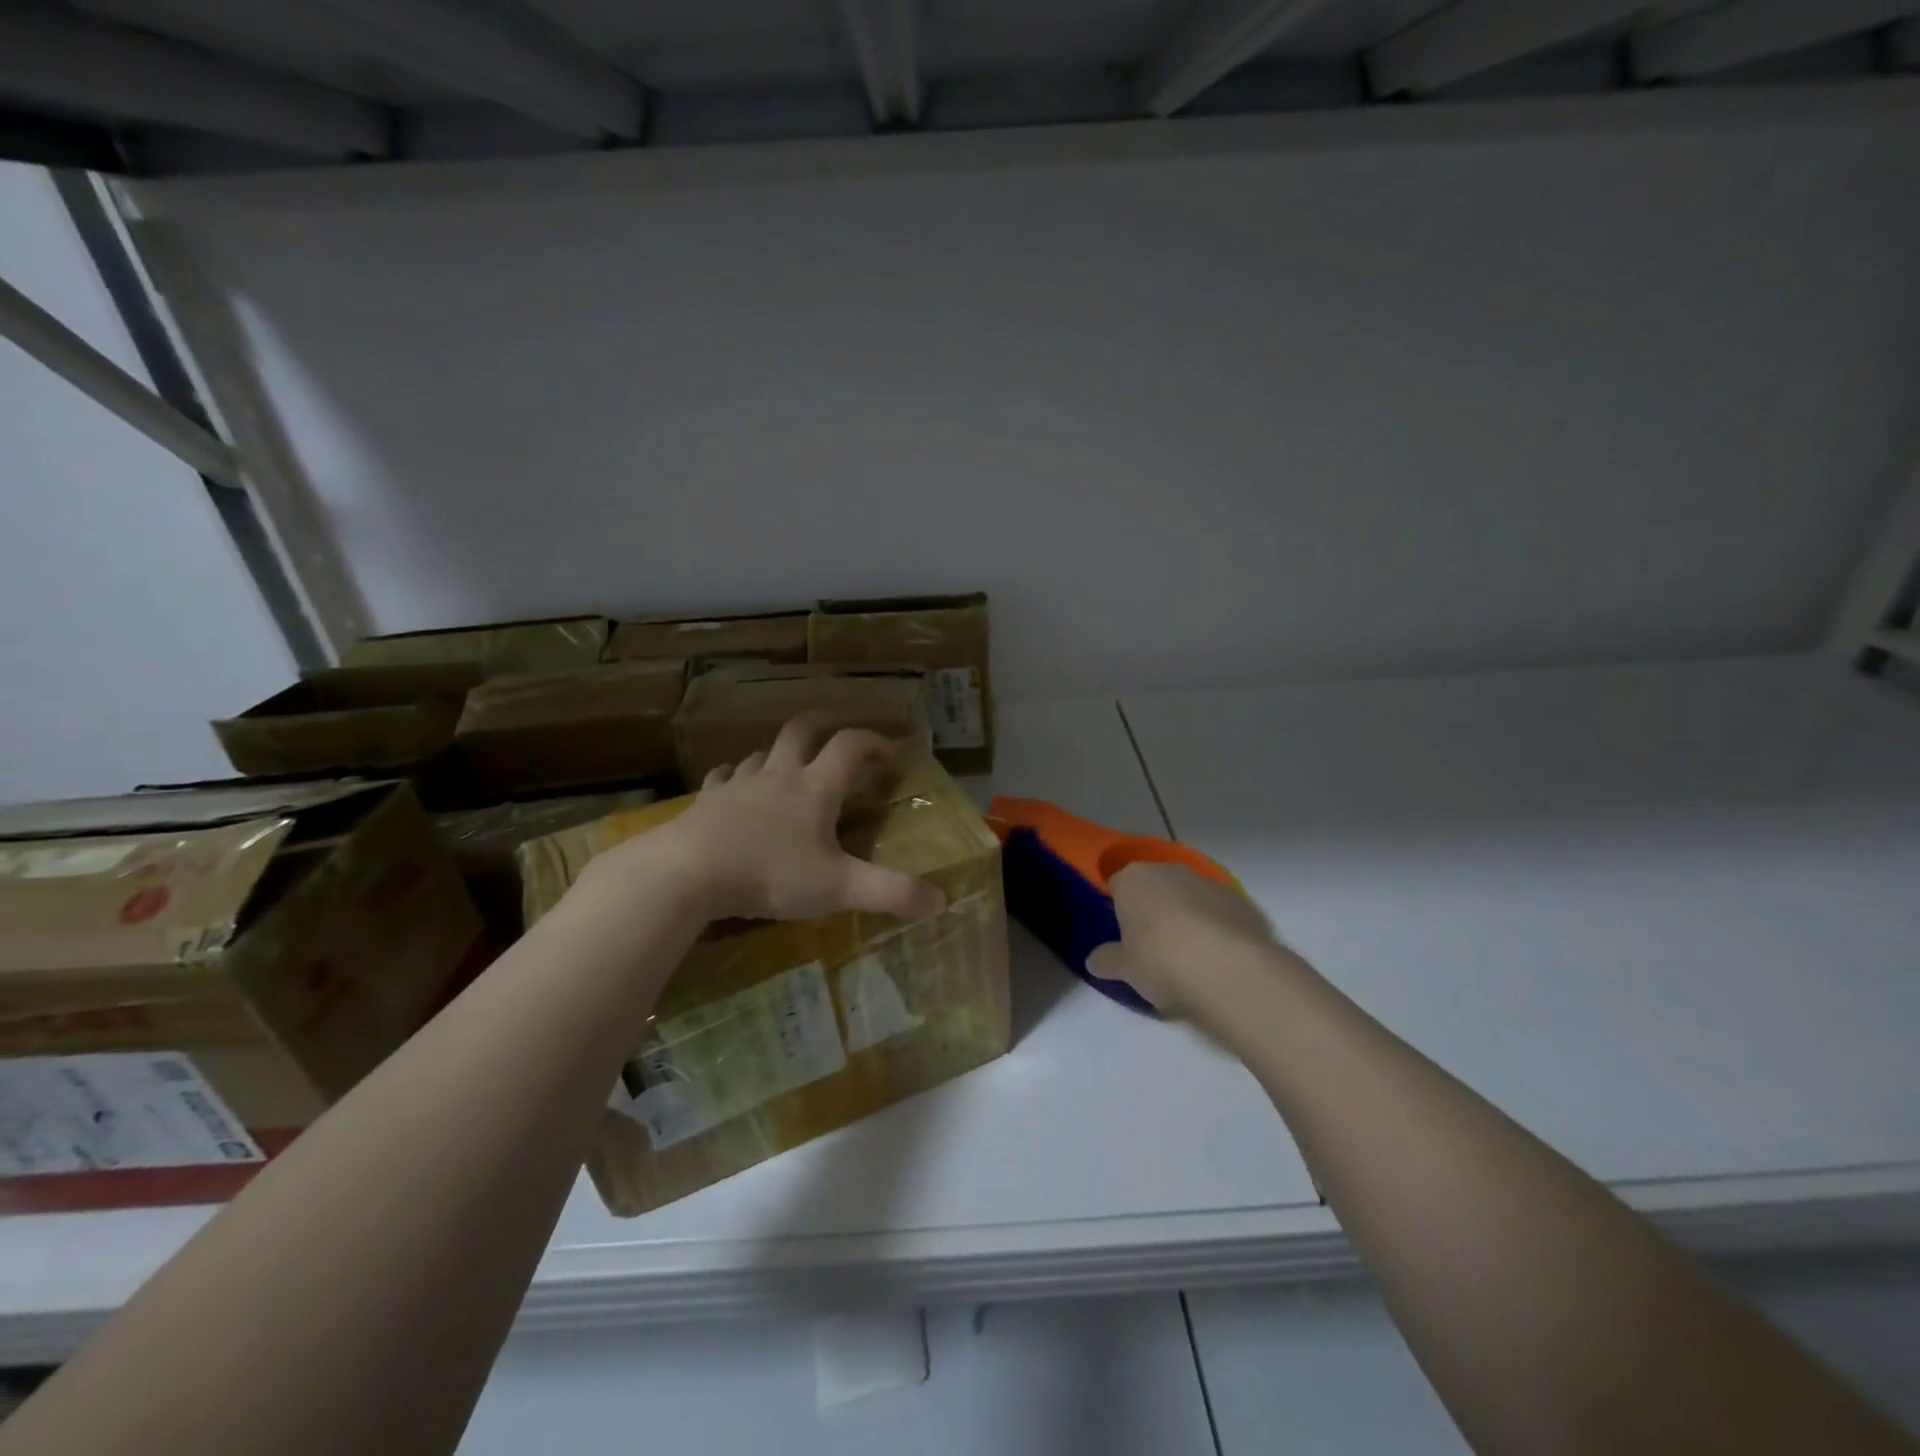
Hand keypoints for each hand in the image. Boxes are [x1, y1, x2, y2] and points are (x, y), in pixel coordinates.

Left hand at [591, 714, 946, 924]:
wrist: (688, 872)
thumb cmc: (770, 874)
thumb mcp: (838, 888)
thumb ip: (891, 893)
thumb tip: (942, 901)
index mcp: (815, 788)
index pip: (850, 747)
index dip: (874, 741)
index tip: (891, 750)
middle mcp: (779, 775)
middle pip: (803, 730)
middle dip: (824, 724)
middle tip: (839, 732)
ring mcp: (739, 785)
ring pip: (762, 752)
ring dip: (780, 752)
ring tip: (789, 766)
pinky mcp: (706, 801)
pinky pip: (724, 777)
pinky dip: (736, 777)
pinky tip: (734, 788)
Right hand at [1086, 862, 1286, 1022]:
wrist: (1228, 969)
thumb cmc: (1160, 960)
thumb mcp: (1124, 969)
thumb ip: (1107, 961)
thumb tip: (1094, 961)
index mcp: (1134, 879)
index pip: (1117, 883)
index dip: (1119, 908)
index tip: (1123, 935)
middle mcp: (1170, 871)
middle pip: (1156, 886)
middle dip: (1154, 910)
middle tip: (1154, 947)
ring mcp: (1210, 883)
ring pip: (1191, 897)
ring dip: (1188, 918)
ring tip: (1190, 958)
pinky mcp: (1243, 902)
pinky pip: (1221, 913)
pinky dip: (1218, 929)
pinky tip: (1219, 960)